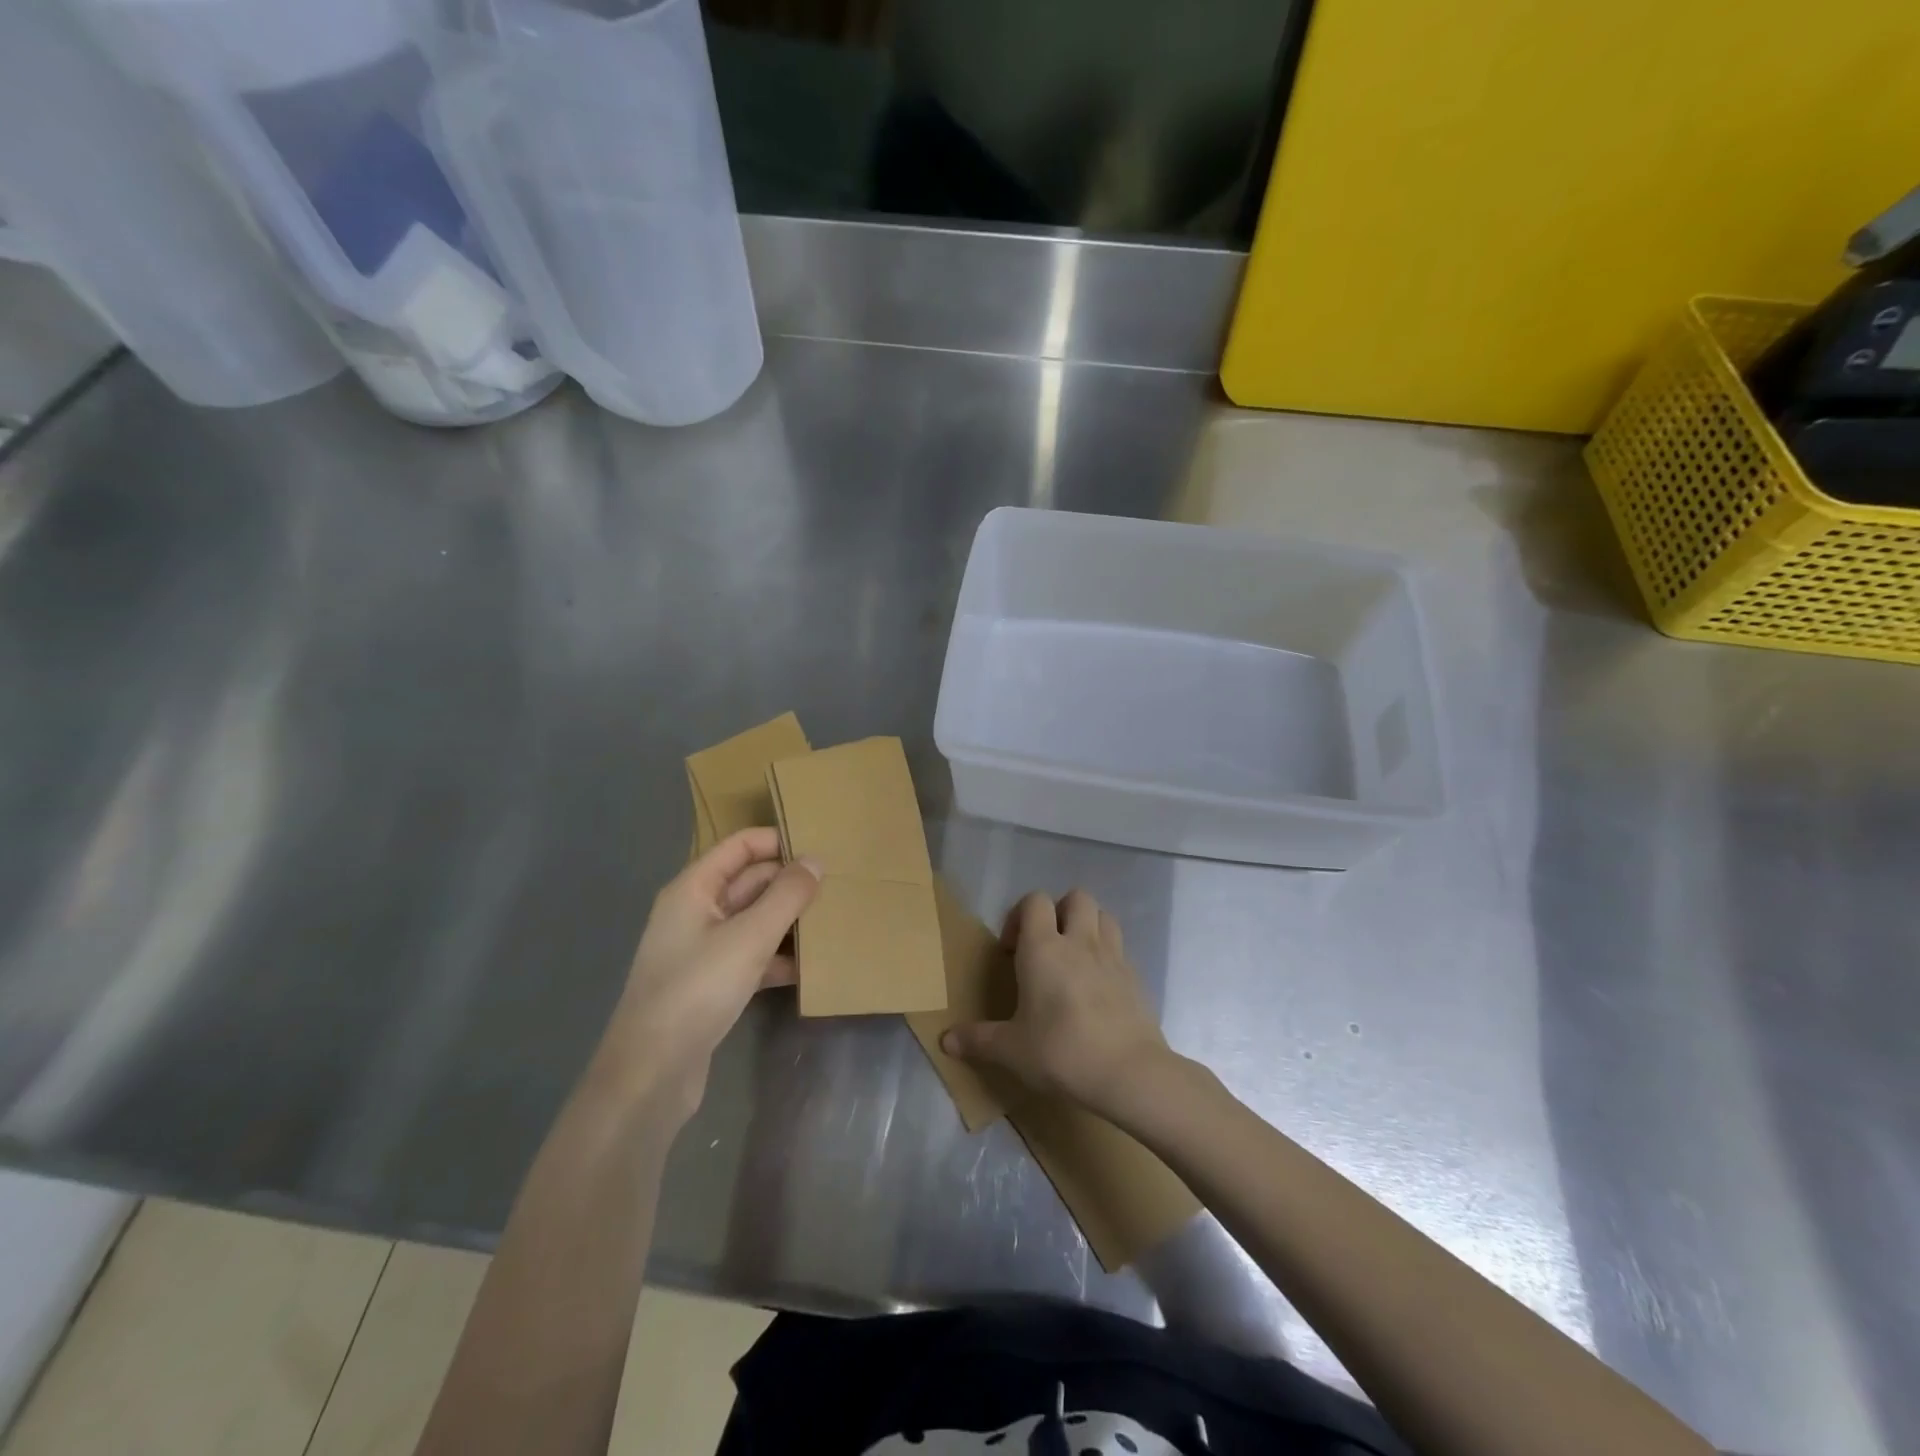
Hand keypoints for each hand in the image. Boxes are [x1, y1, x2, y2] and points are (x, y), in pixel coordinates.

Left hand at [595, 828, 819, 1118]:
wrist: (651, 1073)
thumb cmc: (697, 990)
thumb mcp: (749, 937)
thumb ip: (786, 896)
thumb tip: (815, 861)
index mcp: (694, 889)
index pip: (741, 846)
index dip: (778, 840)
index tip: (822, 846)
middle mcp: (695, 912)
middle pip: (750, 882)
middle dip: (790, 882)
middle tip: (839, 885)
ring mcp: (703, 950)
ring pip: (754, 920)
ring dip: (789, 920)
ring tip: (834, 920)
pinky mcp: (712, 984)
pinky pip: (752, 955)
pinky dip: (778, 957)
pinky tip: (811, 967)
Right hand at [941, 889, 1169, 1114]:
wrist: (1129, 1073)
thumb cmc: (1062, 1052)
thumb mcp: (1012, 1050)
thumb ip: (978, 1040)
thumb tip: (946, 1041)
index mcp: (1044, 948)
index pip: (1034, 901)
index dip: (1020, 916)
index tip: (1011, 951)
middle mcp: (1080, 942)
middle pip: (1076, 897)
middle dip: (1059, 912)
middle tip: (1046, 946)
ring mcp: (1113, 956)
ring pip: (1104, 915)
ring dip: (1088, 926)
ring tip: (1074, 959)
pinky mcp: (1136, 977)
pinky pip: (1120, 949)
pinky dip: (1107, 956)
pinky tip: (1098, 989)